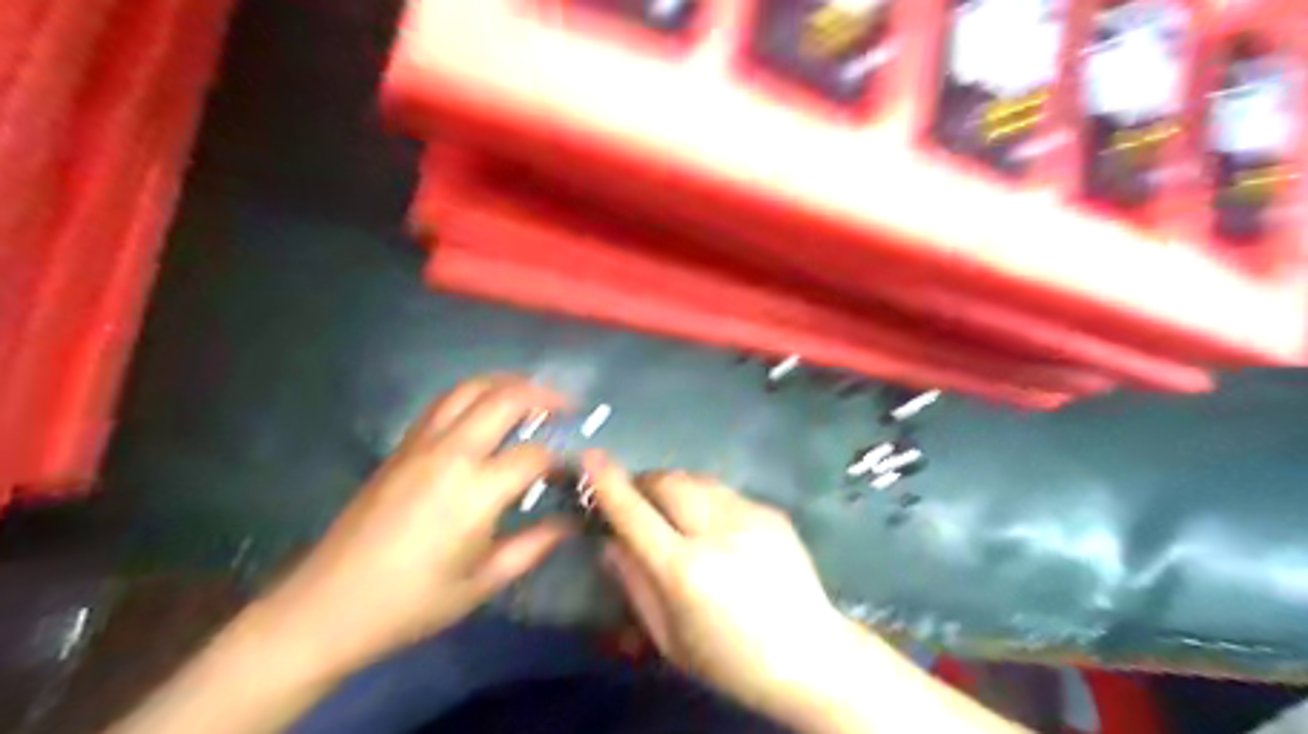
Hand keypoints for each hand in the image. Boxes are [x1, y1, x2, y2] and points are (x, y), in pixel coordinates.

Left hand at [255, 379, 573, 681]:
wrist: (326, 607)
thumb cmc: (411, 603)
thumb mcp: (483, 582)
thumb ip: (534, 546)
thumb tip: (570, 523)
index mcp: (476, 492)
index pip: (534, 455)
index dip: (560, 461)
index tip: (571, 473)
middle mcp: (451, 454)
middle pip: (506, 400)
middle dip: (544, 396)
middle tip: (567, 407)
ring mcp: (421, 445)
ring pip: (470, 389)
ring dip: (507, 384)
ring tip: (531, 394)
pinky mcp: (401, 448)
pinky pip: (444, 403)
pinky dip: (474, 395)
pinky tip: (485, 410)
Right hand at [584, 454, 854, 722]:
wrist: (810, 656)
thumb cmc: (731, 660)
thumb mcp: (669, 638)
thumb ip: (634, 584)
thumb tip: (610, 541)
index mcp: (685, 572)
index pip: (635, 515)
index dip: (609, 484)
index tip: (591, 458)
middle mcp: (717, 533)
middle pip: (668, 482)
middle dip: (644, 483)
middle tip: (637, 499)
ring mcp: (750, 517)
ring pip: (697, 479)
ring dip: (676, 487)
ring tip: (674, 511)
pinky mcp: (771, 511)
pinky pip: (725, 492)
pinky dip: (707, 501)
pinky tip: (716, 528)